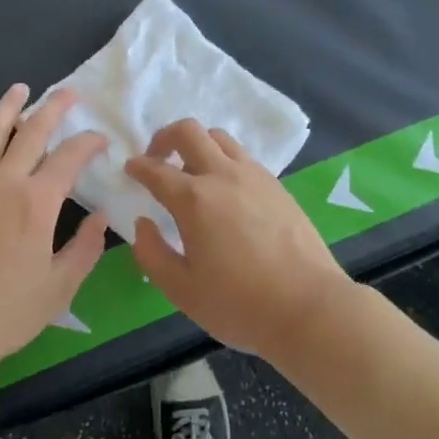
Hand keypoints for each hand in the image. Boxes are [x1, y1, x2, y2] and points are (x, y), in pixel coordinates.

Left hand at [0, 85, 108, 374]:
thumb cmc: (5, 313)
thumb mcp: (59, 288)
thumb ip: (85, 249)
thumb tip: (100, 217)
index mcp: (37, 202)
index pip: (70, 157)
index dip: (89, 143)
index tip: (101, 139)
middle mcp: (4, 183)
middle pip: (31, 132)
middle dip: (54, 108)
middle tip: (68, 93)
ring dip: (7, 109)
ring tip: (19, 89)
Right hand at [126, 121, 352, 358]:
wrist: (308, 307)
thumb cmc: (240, 304)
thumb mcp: (182, 290)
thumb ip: (152, 254)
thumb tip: (143, 224)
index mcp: (194, 199)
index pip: (156, 170)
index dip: (137, 167)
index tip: (130, 169)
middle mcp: (223, 175)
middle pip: (189, 132)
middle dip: (165, 138)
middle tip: (157, 159)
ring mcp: (254, 176)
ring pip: (219, 138)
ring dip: (198, 145)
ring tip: (192, 173)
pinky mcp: (277, 185)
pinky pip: (243, 157)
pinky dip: (224, 160)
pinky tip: (225, 190)